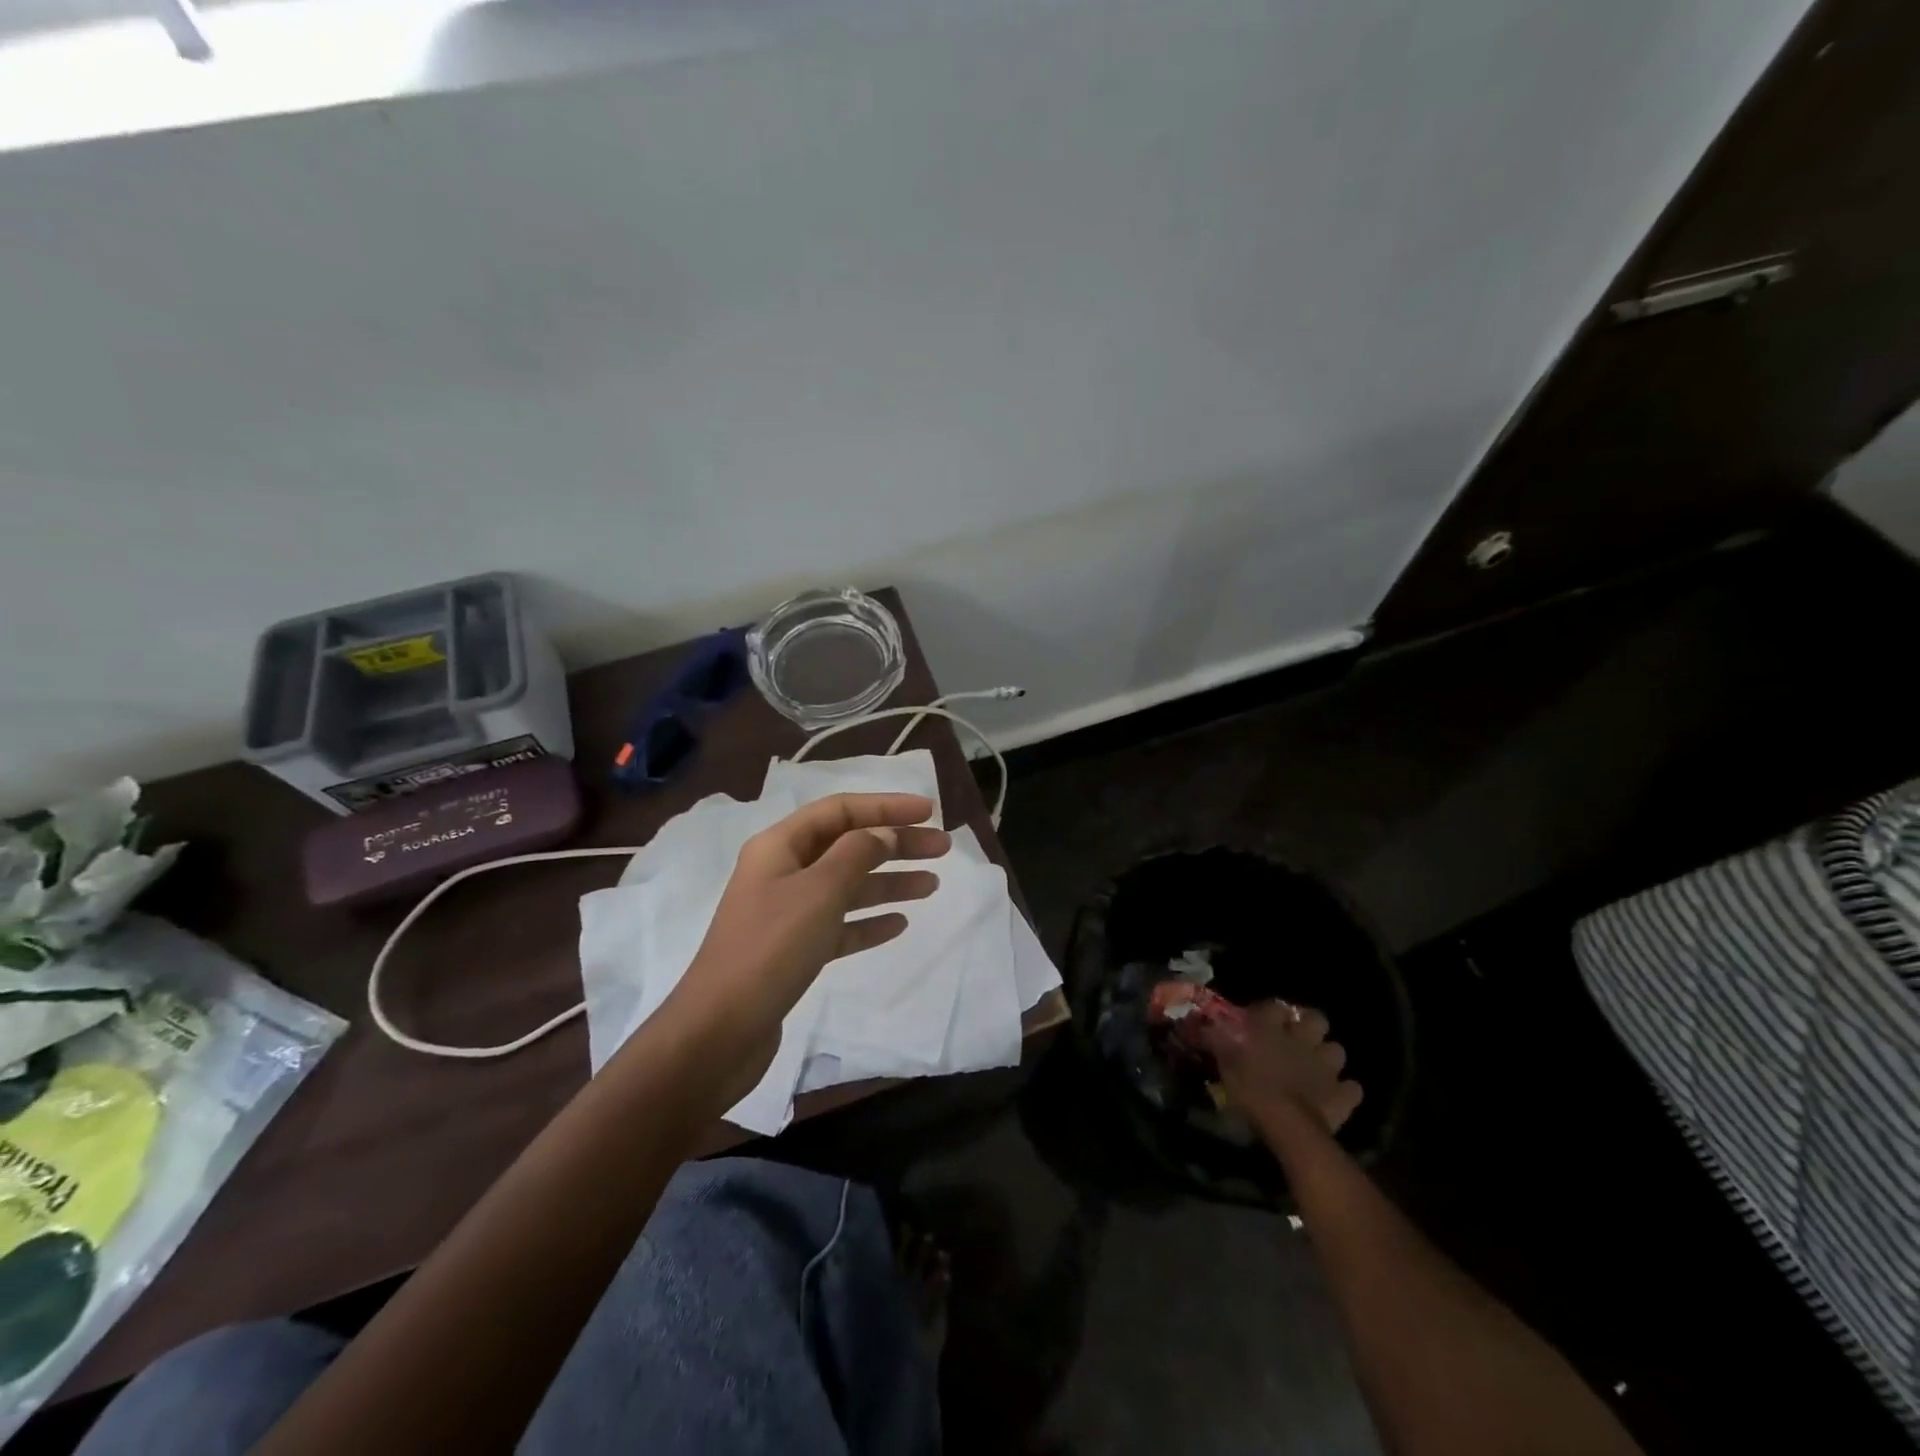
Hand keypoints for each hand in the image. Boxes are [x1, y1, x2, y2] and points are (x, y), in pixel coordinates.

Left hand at [653, 793, 949, 1109]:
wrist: (719, 1031)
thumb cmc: (770, 949)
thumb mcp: (819, 892)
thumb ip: (856, 854)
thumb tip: (883, 833)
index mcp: (779, 846)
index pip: (840, 810)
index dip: (885, 806)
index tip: (929, 811)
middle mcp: (782, 872)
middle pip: (848, 846)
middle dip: (895, 843)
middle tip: (942, 849)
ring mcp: (787, 913)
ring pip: (847, 886)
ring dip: (889, 882)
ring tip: (932, 885)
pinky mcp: (793, 951)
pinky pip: (839, 925)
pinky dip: (868, 922)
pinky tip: (899, 924)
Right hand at [1197, 1001, 1362, 1136]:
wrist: (1287, 1124)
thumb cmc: (1250, 1088)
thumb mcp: (1225, 1061)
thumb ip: (1219, 1040)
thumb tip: (1208, 1026)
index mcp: (1273, 1029)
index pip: (1275, 1006)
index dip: (1270, 1012)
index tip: (1262, 1021)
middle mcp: (1302, 1040)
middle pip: (1317, 1019)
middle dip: (1311, 1026)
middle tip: (1298, 1038)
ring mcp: (1326, 1066)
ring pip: (1337, 1050)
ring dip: (1328, 1057)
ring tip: (1317, 1068)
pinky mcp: (1343, 1094)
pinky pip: (1352, 1088)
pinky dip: (1345, 1091)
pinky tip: (1335, 1096)